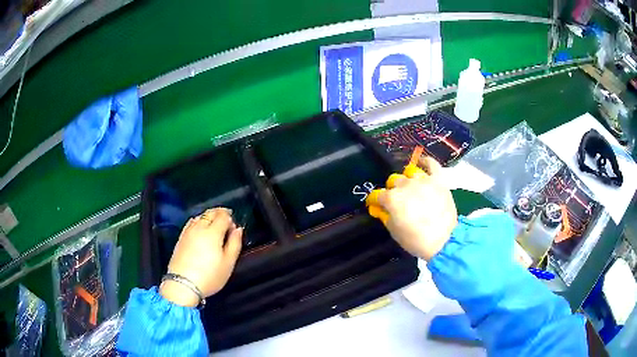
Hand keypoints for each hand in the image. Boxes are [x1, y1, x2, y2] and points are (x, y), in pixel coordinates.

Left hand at [160, 208, 242, 306]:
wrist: (183, 284)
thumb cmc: (210, 276)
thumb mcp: (228, 263)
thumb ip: (235, 244)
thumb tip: (238, 230)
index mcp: (213, 232)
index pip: (223, 216)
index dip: (230, 219)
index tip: (234, 227)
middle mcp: (199, 227)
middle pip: (210, 213)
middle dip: (220, 213)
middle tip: (227, 219)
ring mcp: (188, 232)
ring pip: (200, 216)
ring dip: (209, 216)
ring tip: (214, 223)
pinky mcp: (180, 238)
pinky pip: (191, 223)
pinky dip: (198, 221)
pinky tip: (200, 229)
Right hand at [375, 157, 457, 260]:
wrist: (443, 240)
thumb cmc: (415, 240)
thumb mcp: (394, 232)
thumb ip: (385, 217)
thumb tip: (381, 209)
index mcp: (392, 198)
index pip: (377, 194)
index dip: (374, 200)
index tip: (375, 205)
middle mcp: (405, 185)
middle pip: (394, 181)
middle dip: (393, 190)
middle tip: (398, 201)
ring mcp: (423, 180)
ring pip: (409, 172)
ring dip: (407, 179)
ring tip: (410, 187)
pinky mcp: (438, 180)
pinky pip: (431, 164)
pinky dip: (425, 161)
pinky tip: (422, 163)